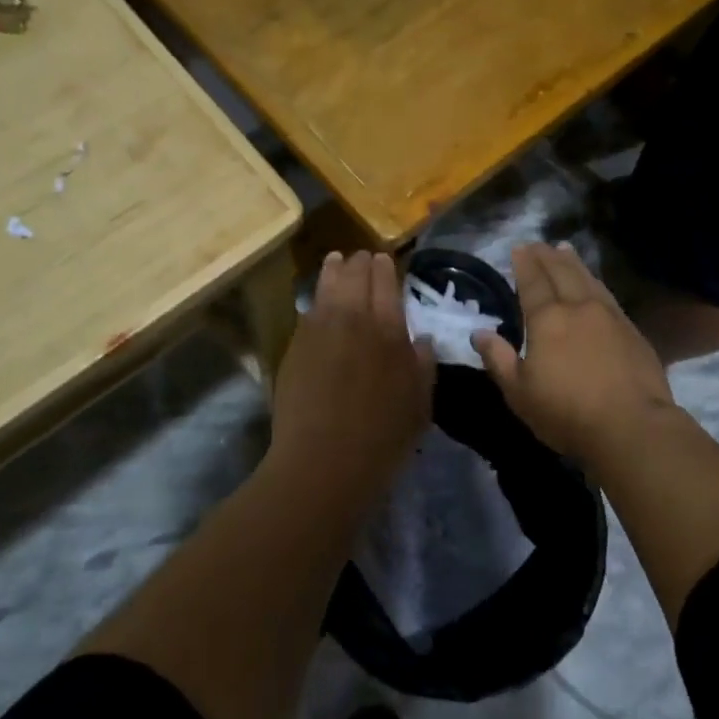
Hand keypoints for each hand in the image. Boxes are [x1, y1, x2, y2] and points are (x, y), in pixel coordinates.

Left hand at [270, 253, 433, 480]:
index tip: (383, 258)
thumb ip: (423, 365)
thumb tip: (422, 339)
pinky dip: (317, 299)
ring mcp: (319, 329)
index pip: (386, 283)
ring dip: (334, 269)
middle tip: (362, 257)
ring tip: (336, 260)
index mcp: (389, 329)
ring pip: (327, 285)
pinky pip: (308, 311)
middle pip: (355, 276)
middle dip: (360, 262)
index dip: (385, 267)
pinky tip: (319, 300)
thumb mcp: (420, 404)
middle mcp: (353, 318)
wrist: (324, 461)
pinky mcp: (295, 346)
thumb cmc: (382, 437)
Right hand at [475, 243, 676, 466]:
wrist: (632, 427)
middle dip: (547, 256)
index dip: (525, 264)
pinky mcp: (632, 331)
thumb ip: (498, 359)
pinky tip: (594, 284)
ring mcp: (609, 316)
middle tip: (538, 243)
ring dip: (573, 262)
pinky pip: (607, 294)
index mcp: (547, 319)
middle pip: (561, 273)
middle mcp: (578, 307)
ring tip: (564, 249)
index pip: (533, 282)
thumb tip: (479, 332)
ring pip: (587, 279)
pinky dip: (595, 281)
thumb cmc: (567, 413)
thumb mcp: (519, 393)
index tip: (519, 248)